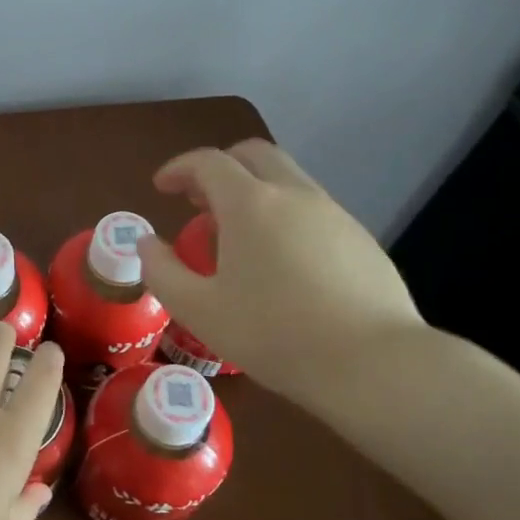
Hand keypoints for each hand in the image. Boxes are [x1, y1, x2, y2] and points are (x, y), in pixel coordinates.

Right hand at [137, 139, 423, 402]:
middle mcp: (294, 195)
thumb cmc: (273, 333)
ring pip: (287, 179)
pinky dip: (284, 214)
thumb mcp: (198, 309)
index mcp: (250, 204)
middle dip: (220, 167)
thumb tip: (145, 243)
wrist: (374, 364)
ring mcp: (334, 214)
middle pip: (253, 154)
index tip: (161, 187)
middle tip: (199, 200)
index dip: (179, 168)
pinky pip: (312, 208)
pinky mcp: (361, 239)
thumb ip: (161, 271)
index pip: (208, 162)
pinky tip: (280, 261)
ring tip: (236, 234)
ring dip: (254, 190)